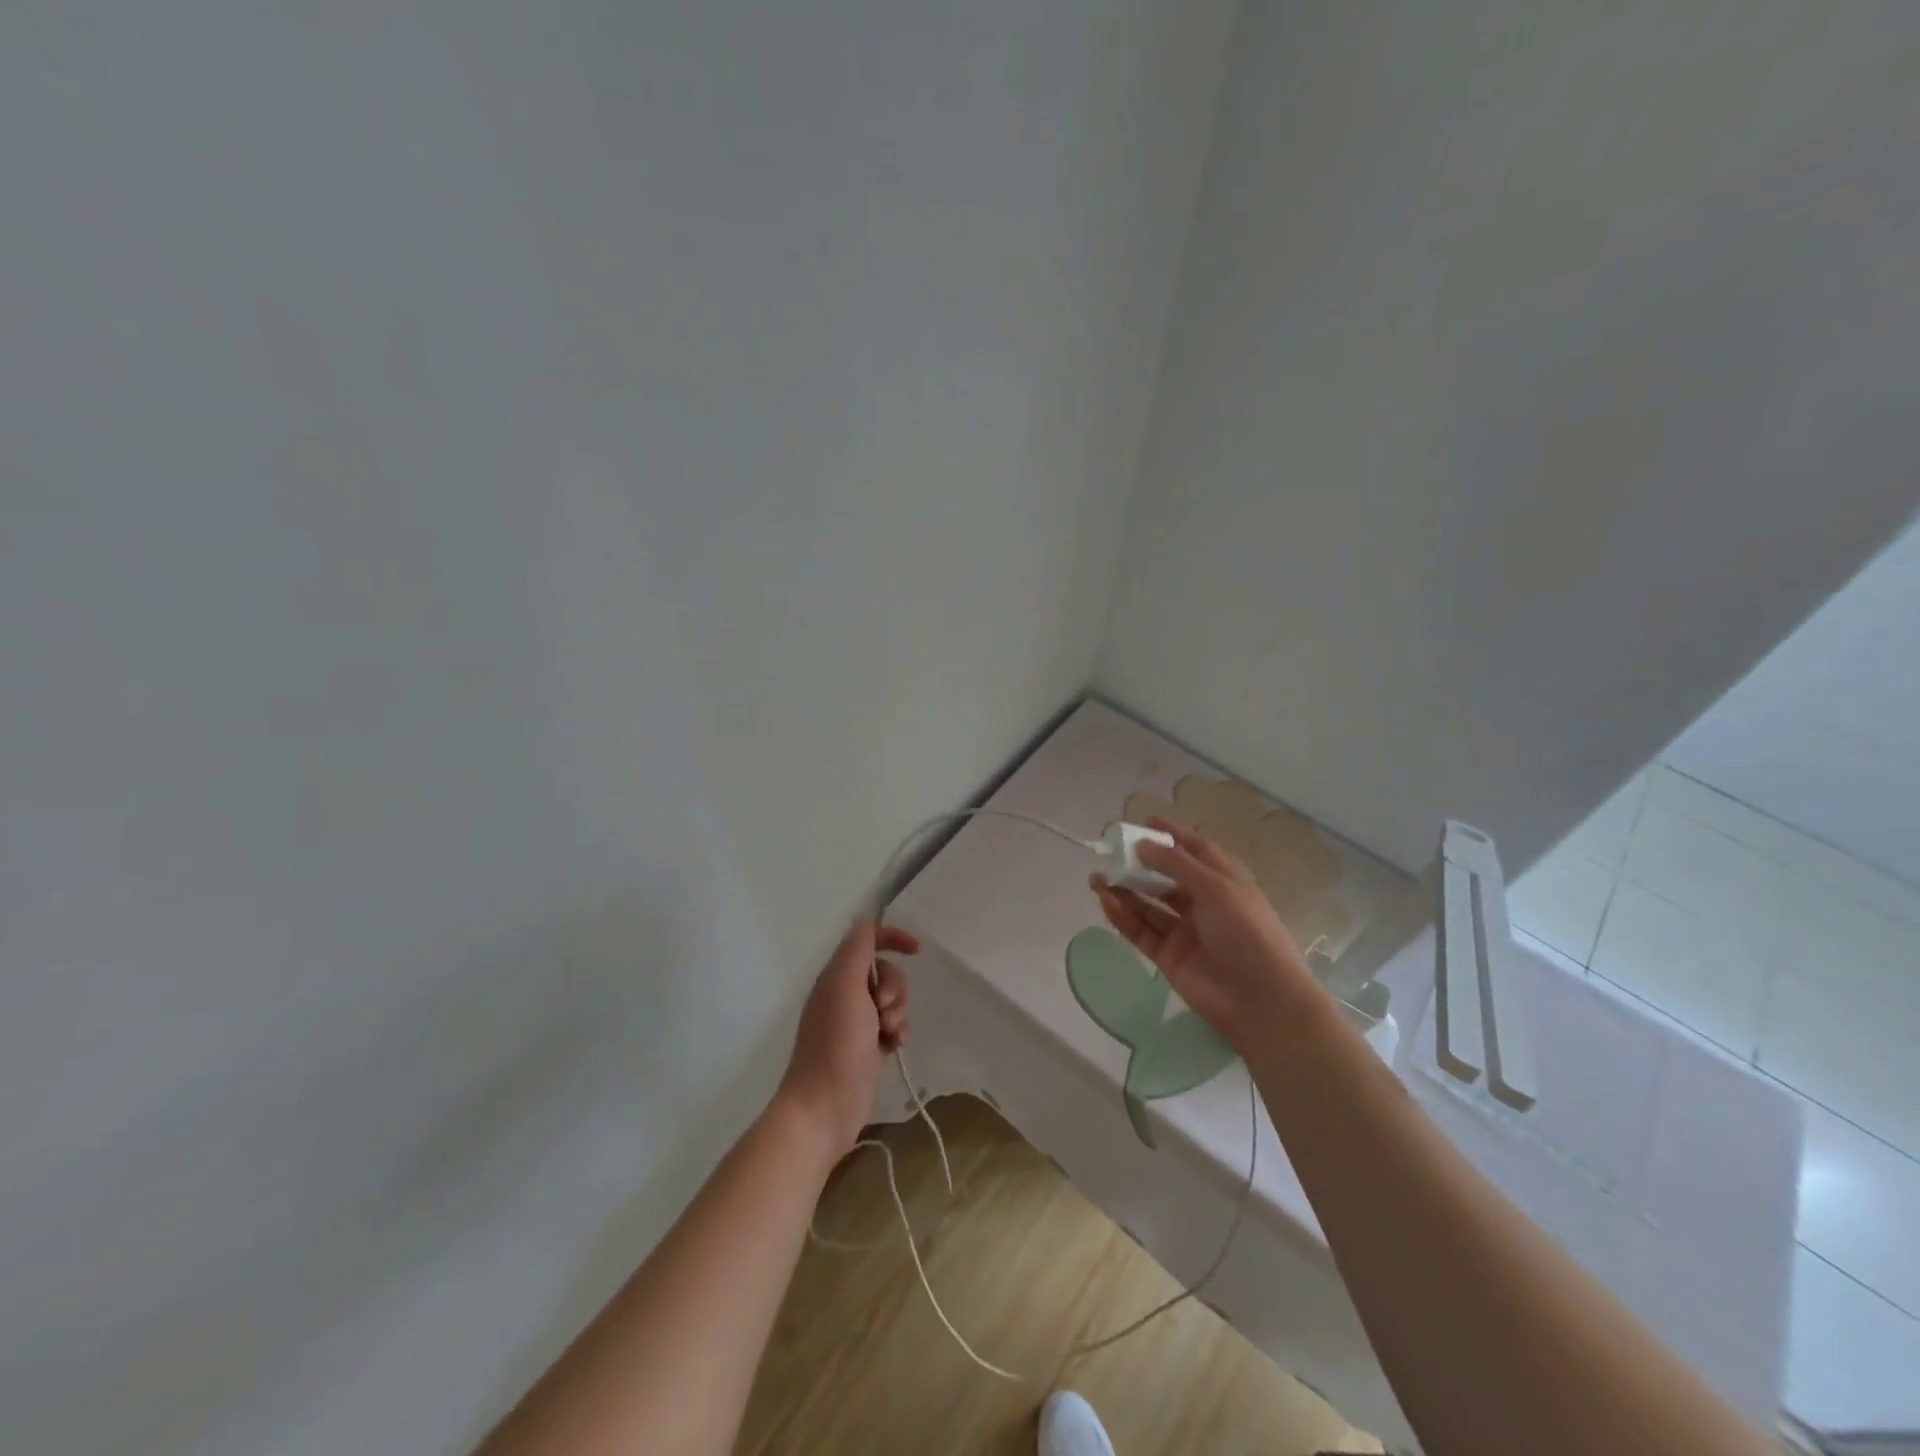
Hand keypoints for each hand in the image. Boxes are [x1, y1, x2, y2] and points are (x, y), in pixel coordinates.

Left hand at [776, 920, 916, 1157]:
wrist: (824, 1107)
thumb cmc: (836, 1044)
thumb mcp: (846, 987)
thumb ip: (857, 951)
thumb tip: (865, 920)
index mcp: (836, 976)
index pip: (867, 941)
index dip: (892, 938)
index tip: (916, 950)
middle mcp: (845, 994)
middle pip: (885, 971)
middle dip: (896, 987)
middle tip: (885, 1010)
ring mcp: (856, 1022)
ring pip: (892, 999)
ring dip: (900, 1012)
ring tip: (890, 1034)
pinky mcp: (867, 1046)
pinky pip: (893, 1025)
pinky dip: (898, 1031)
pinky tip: (895, 1047)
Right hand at [1090, 820, 1322, 1055]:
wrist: (1261, 1000)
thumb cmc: (1248, 932)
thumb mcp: (1216, 888)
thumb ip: (1176, 864)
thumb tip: (1142, 843)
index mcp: (1223, 881)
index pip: (1194, 851)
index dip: (1171, 836)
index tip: (1143, 823)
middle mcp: (1203, 903)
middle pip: (1165, 877)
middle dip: (1139, 864)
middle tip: (1109, 852)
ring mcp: (1184, 931)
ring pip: (1148, 904)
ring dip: (1124, 890)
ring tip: (1096, 877)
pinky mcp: (1168, 956)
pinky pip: (1141, 931)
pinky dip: (1123, 916)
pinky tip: (1105, 901)